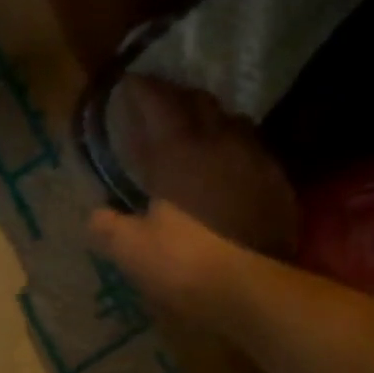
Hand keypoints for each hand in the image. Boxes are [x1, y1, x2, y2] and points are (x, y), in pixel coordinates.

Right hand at [105, 75, 298, 257]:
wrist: (251, 288)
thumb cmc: (183, 264)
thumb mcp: (131, 251)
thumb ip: (108, 227)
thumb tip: (95, 215)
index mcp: (178, 152)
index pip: (158, 103)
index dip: (141, 90)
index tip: (128, 84)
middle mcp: (220, 142)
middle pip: (199, 102)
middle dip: (176, 96)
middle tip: (160, 102)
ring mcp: (254, 159)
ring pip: (231, 121)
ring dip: (210, 119)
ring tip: (196, 130)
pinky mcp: (277, 183)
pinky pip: (253, 150)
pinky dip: (234, 148)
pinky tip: (228, 167)